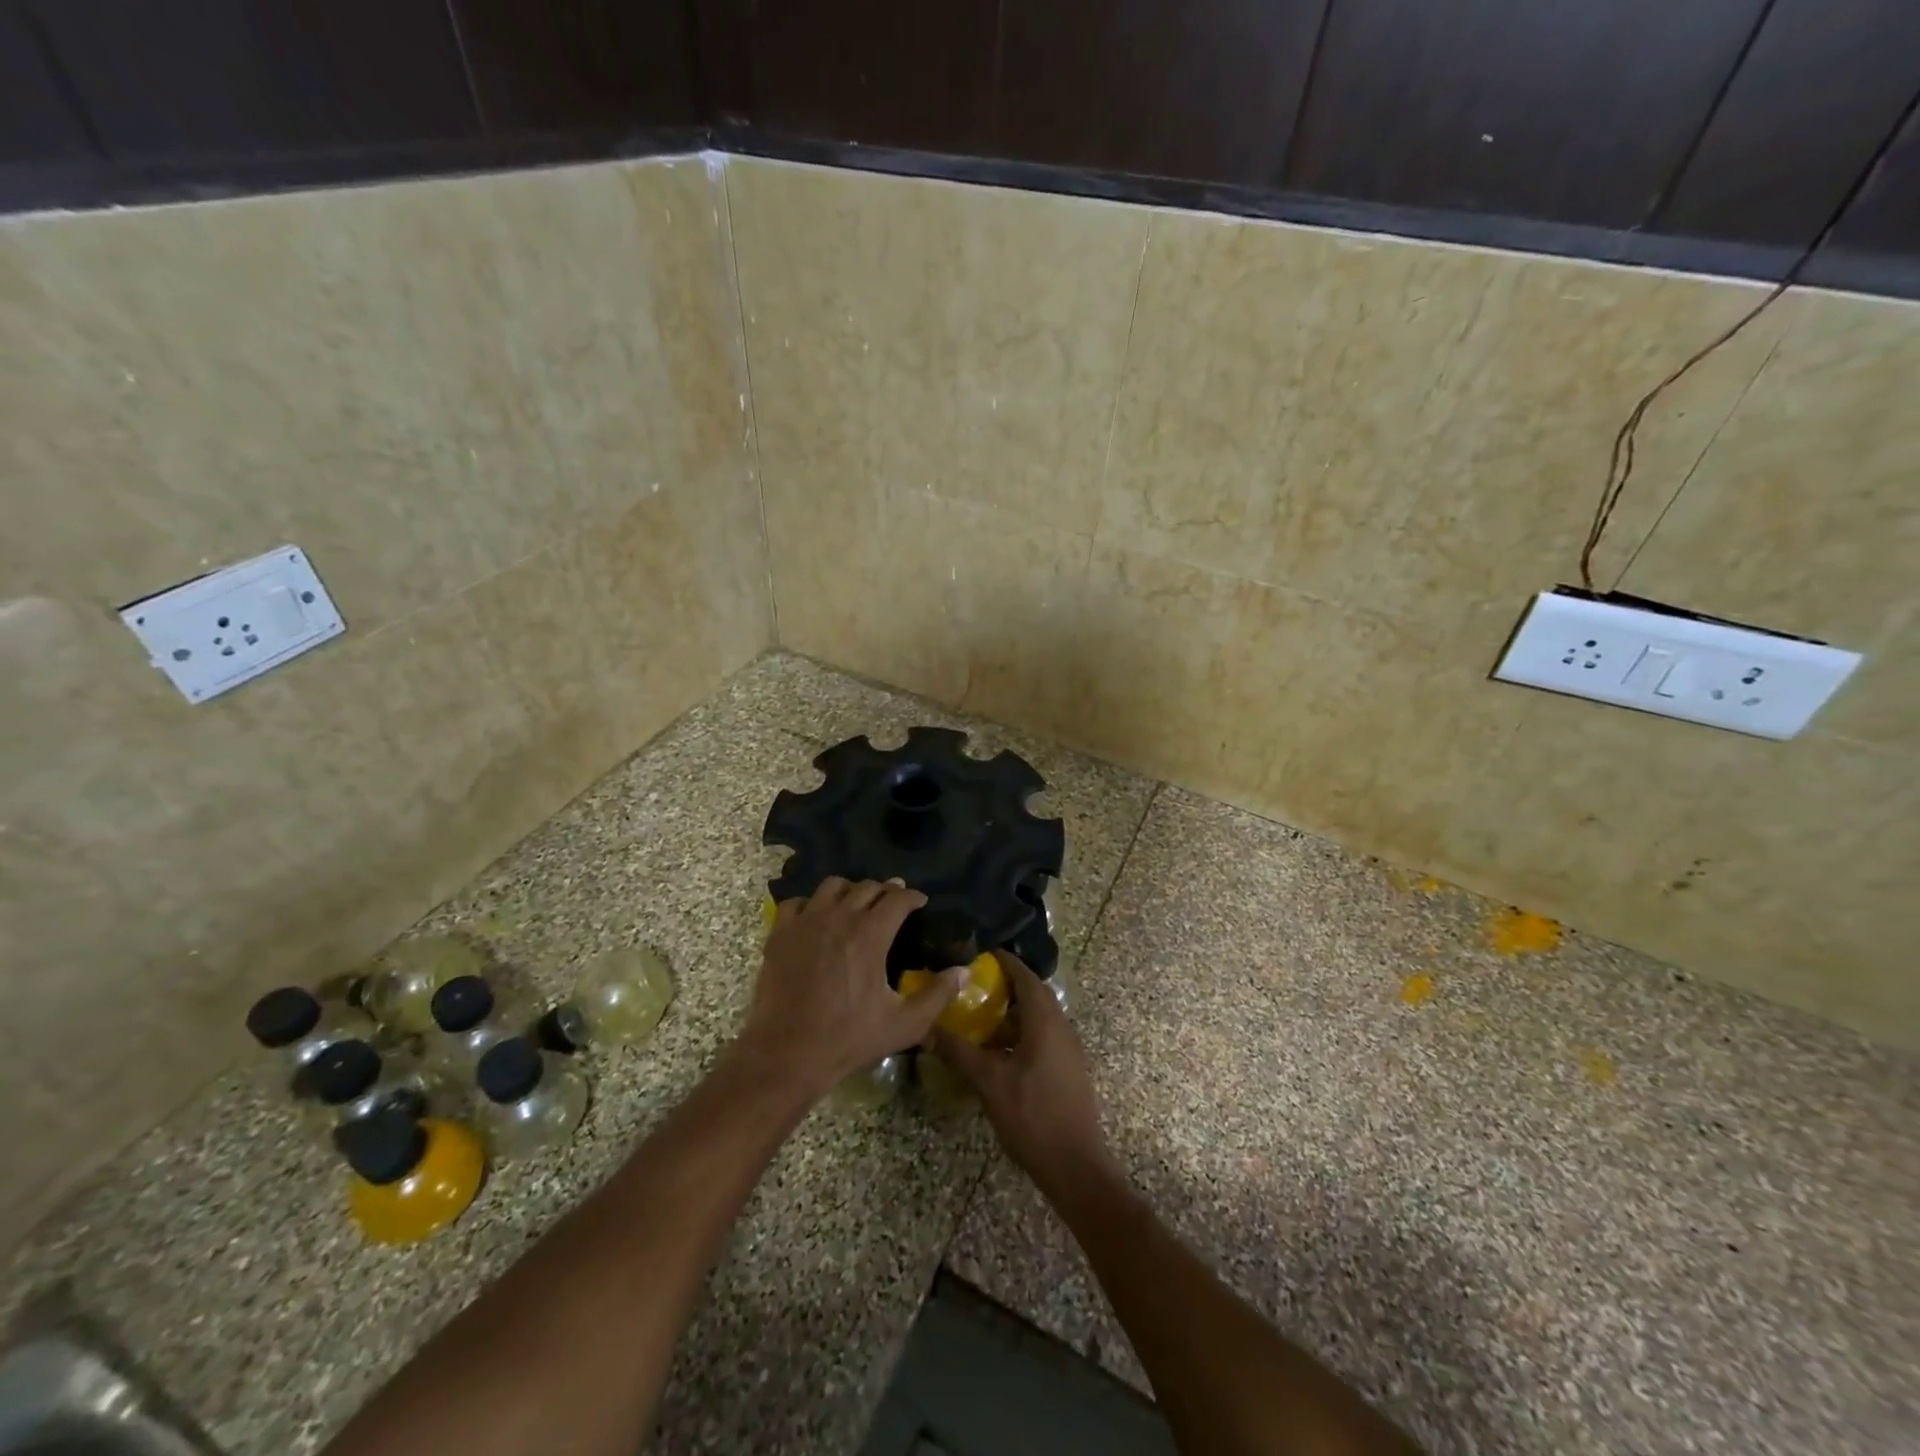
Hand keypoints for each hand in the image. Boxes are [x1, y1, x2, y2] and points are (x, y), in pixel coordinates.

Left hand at [737, 877, 964, 1102]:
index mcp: (870, 934)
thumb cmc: (849, 1038)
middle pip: (867, 887)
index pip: (898, 898)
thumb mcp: (904, 1024)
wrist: (787, 1053)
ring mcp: (806, 922)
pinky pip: (797, 902)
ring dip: (850, 890)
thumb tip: (963, 972)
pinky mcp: (780, 933)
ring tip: (856, 903)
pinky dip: (810, 903)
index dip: (912, 896)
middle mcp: (839, 917)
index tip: (920, 901)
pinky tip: (815, 917)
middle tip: (893, 900)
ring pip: (832, 886)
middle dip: (885, 890)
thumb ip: (938, 995)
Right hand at [933, 953, 1113, 1189]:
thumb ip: (958, 1052)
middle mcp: (1062, 1027)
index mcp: (1046, 1021)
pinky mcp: (1070, 1069)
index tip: (981, 953)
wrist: (1076, 1166)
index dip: (1006, 962)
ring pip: (1041, 1016)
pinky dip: (1023, 1031)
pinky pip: (1045, 1035)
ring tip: (983, 1015)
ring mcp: (1069, 1049)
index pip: (1026, 977)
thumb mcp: (989, 1083)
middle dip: (1008, 984)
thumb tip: (925, 1029)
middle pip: (1035, 994)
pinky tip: (1001, 1050)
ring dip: (1015, 1010)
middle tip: (976, 983)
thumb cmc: (1033, 1116)